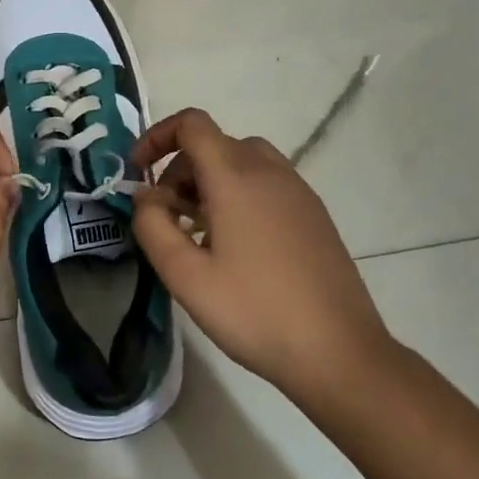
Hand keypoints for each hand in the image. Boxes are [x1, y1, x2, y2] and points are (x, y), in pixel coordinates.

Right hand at [130, 108, 398, 411]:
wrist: (339, 353)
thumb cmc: (254, 312)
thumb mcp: (185, 276)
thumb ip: (152, 226)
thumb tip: (146, 196)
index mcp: (236, 177)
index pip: (192, 124)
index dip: (157, 136)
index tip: (138, 171)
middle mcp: (269, 171)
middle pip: (215, 143)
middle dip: (180, 169)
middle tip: (166, 216)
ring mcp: (298, 192)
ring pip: (242, 162)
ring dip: (210, 182)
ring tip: (198, 231)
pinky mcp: (314, 215)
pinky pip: (267, 184)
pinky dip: (239, 195)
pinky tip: (236, 246)